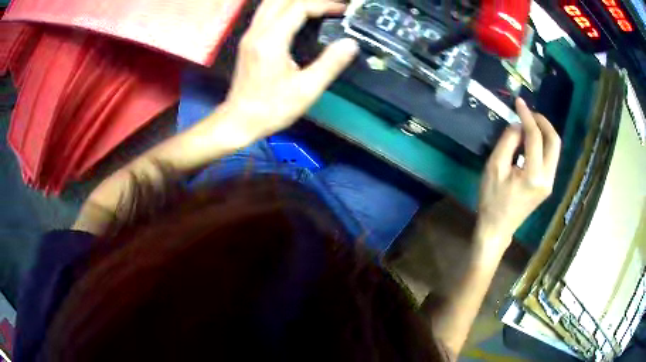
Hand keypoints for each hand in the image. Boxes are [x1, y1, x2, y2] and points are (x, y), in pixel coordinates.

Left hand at [222, 0, 358, 141]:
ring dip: (295, 1)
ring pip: (271, 3)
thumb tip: (350, 43)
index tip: (342, 11)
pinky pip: (265, 12)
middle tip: (331, 6)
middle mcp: (257, 31)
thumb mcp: (306, 90)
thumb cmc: (271, 109)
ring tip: (317, 7)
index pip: (299, 7)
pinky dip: (283, 7)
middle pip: (283, 0)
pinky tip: (296, 14)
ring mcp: (249, 35)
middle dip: (310, 0)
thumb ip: (330, 64)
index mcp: (271, 40)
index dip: (324, 5)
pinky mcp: (248, 41)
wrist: (239, 121)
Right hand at [476, 98, 560, 253]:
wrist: (497, 229)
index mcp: (534, 175)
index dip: (527, 116)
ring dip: (544, 132)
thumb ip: (508, 142)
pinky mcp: (547, 185)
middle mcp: (547, 179)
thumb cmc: (492, 200)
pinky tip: (531, 140)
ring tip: (528, 123)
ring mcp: (549, 183)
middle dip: (543, 122)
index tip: (519, 102)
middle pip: (554, 141)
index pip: (535, 137)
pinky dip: (543, 143)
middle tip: (528, 112)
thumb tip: (518, 126)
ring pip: (555, 149)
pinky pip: (550, 157)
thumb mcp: (494, 167)